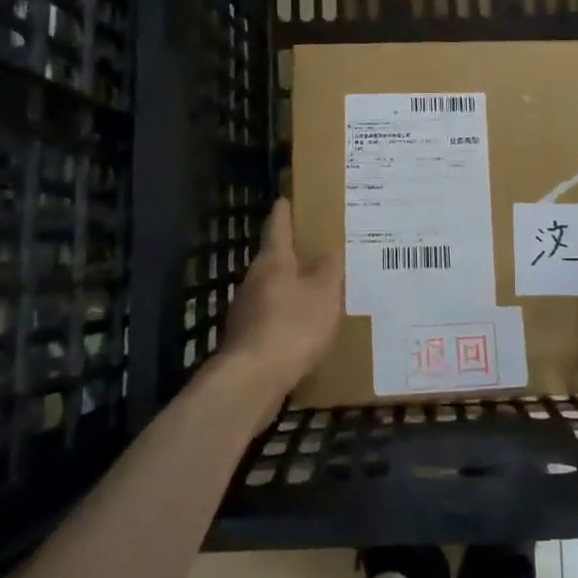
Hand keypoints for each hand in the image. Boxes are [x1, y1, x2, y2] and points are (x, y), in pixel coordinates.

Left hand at [223, 199, 343, 403]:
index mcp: (273, 261)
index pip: (278, 225)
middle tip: (319, 246)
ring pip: (272, 287)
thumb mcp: (324, 293)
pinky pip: (272, 316)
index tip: (289, 197)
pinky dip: (287, 314)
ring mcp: (246, 309)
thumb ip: (330, 269)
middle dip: (294, 252)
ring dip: (291, 285)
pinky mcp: (247, 337)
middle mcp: (254, 279)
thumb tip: (331, 249)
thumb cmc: (292, 326)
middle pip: (274, 257)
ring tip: (317, 287)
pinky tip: (304, 325)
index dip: (285, 210)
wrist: (252, 380)